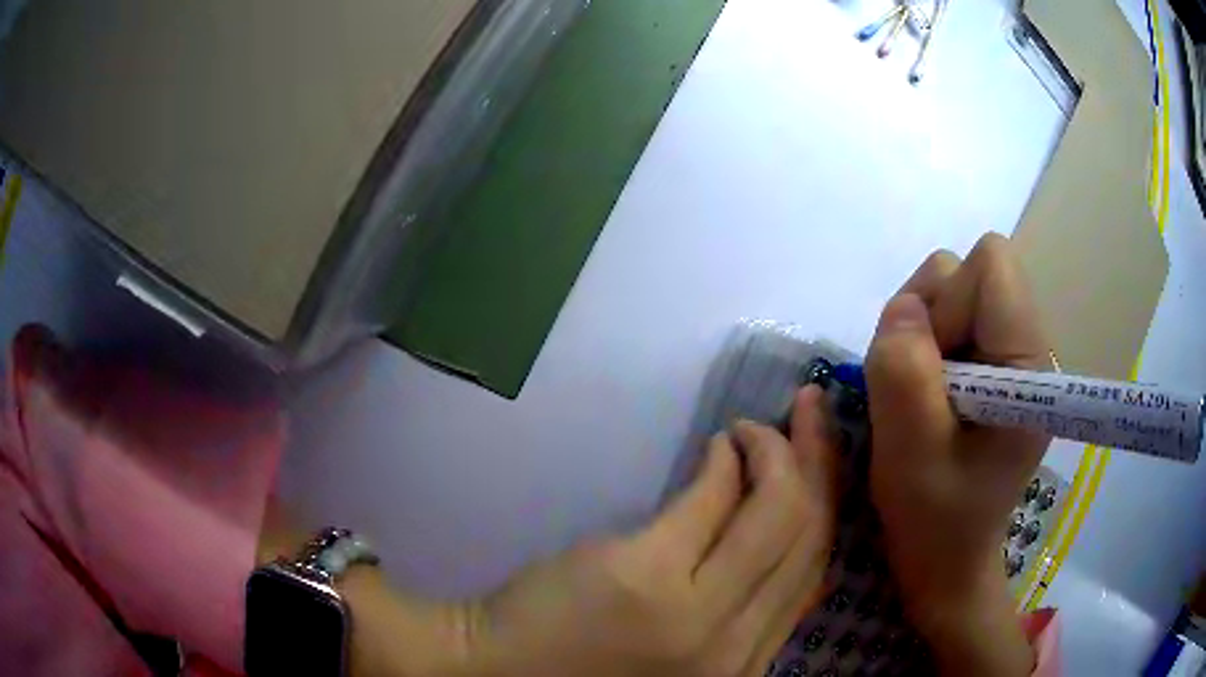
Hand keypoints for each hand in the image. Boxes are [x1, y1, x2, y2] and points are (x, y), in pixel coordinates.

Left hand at [457, 386, 838, 676]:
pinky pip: (710, 497)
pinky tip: (720, 445)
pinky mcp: (645, 573)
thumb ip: (739, 605)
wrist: (495, 671)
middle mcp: (733, 647)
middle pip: (809, 534)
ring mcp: (692, 613)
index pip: (816, 571)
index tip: (825, 452)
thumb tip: (783, 525)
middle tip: (808, 412)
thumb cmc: (589, 663)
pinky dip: (725, 459)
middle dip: (818, 460)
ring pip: (777, 512)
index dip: (829, 500)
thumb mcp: (688, 650)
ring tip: (754, 429)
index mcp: (745, 665)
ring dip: (774, 452)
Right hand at [865, 234, 1048, 676]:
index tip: (929, 368)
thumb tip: (903, 308)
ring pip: (952, 291)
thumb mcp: (910, 453)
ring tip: (917, 398)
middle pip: (967, 272)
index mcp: (1027, 366)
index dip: (949, 301)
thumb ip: (904, 371)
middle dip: (928, 317)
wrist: (948, 559)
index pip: (991, 265)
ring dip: (920, 335)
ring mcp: (1009, 356)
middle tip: (915, 389)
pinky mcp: (992, 368)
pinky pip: (948, 322)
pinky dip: (924, 349)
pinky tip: (925, 399)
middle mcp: (1027, 348)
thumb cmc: (935, 518)